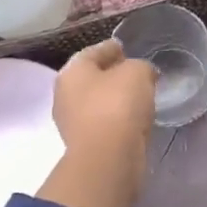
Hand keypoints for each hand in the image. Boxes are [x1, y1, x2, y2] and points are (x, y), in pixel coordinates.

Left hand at [38, 40, 155, 206]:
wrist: (108, 159)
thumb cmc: (118, 105)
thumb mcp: (137, 72)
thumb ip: (140, 66)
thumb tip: (141, 74)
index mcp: (72, 71)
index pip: (94, 51)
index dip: (112, 48)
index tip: (127, 48)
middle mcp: (65, 94)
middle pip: (92, 77)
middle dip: (112, 74)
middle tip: (136, 73)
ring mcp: (72, 122)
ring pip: (98, 102)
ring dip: (115, 99)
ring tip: (140, 97)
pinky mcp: (85, 145)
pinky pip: (104, 123)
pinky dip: (117, 119)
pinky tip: (135, 119)